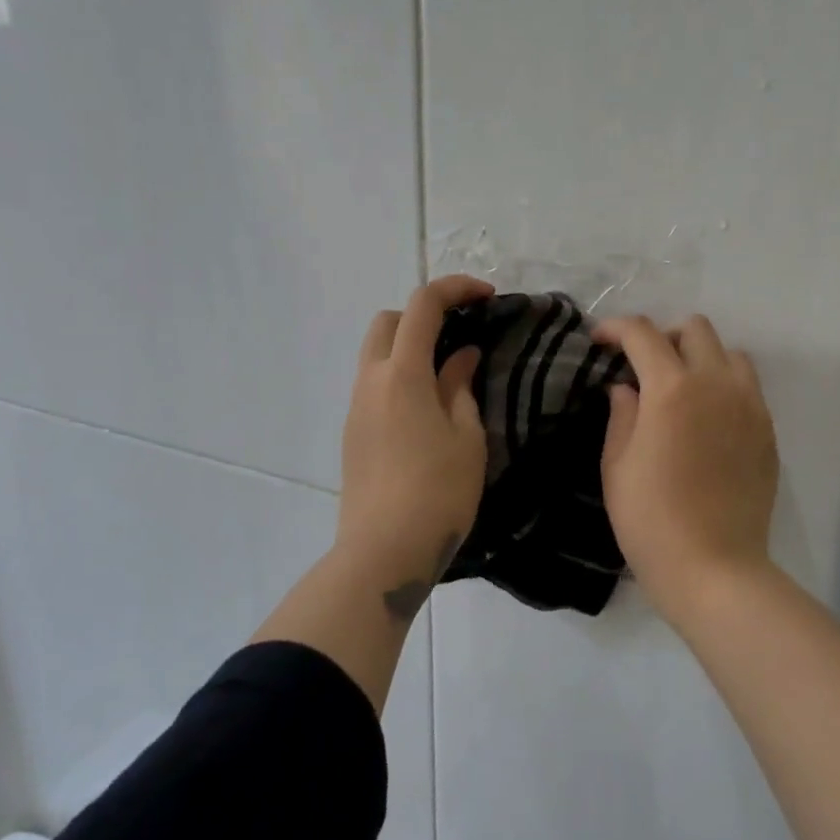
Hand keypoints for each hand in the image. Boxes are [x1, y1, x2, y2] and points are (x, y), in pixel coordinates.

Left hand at [334, 275, 493, 595]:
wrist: (384, 551)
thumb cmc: (438, 491)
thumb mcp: (465, 436)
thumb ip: (460, 386)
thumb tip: (460, 357)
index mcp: (402, 373)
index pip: (423, 306)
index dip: (455, 289)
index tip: (486, 297)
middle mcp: (370, 380)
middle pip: (388, 322)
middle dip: (423, 315)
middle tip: (460, 335)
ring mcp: (355, 407)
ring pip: (376, 354)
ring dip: (409, 348)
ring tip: (448, 375)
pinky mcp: (352, 432)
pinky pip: (374, 385)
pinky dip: (399, 377)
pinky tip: (427, 409)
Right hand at [591, 314, 778, 608]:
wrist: (714, 567)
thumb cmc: (650, 519)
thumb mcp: (617, 465)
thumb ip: (621, 414)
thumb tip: (625, 388)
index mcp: (672, 389)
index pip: (643, 334)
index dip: (616, 328)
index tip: (599, 340)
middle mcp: (716, 385)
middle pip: (695, 329)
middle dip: (663, 337)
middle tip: (642, 366)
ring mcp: (750, 406)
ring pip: (729, 353)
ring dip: (700, 357)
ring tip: (680, 389)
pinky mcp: (768, 431)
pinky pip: (747, 387)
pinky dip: (723, 385)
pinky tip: (706, 419)